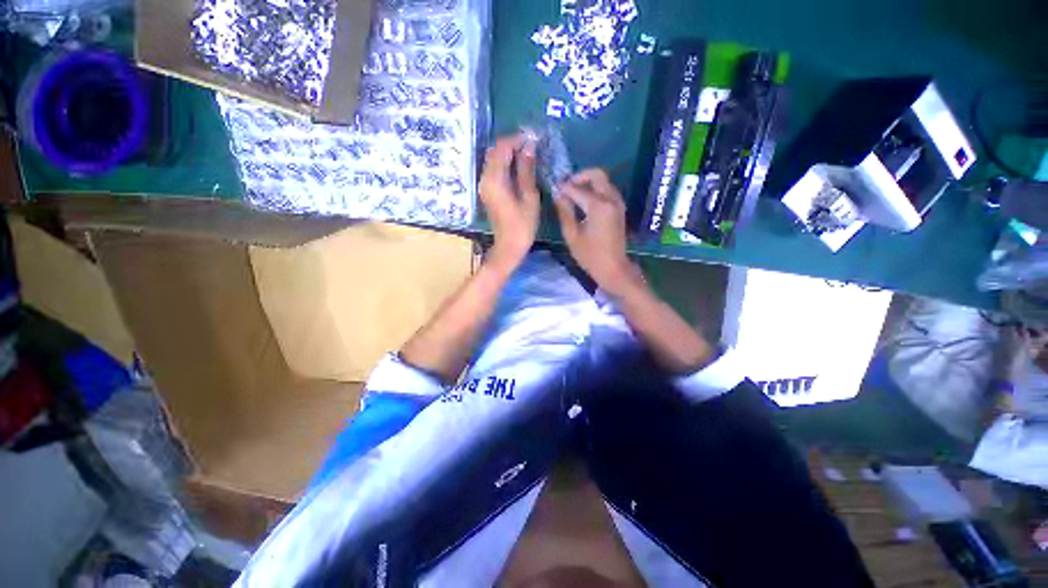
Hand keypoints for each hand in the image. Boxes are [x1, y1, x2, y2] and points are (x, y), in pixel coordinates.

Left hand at [479, 134, 540, 271]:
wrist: (508, 246)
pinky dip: (506, 163)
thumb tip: (529, 147)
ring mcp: (484, 185)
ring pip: (494, 159)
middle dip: (513, 144)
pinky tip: (519, 166)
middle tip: (532, 144)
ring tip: (528, 153)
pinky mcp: (487, 191)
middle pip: (495, 151)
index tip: (534, 137)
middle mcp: (485, 178)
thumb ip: (527, 170)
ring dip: (509, 153)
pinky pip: (494, 169)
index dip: (517, 139)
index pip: (502, 148)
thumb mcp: (529, 196)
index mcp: (495, 179)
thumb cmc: (522, 225)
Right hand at [555, 169, 638, 293]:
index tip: (553, 188)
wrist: (613, 268)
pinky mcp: (619, 208)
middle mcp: (611, 199)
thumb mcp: (572, 235)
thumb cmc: (590, 255)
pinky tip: (583, 201)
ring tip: (572, 194)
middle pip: (597, 174)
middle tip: (565, 186)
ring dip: (587, 182)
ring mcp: (618, 202)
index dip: (563, 187)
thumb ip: (565, 212)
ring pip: (603, 181)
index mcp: (598, 206)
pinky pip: (607, 190)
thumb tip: (558, 195)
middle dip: (579, 176)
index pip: (577, 189)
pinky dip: (595, 189)